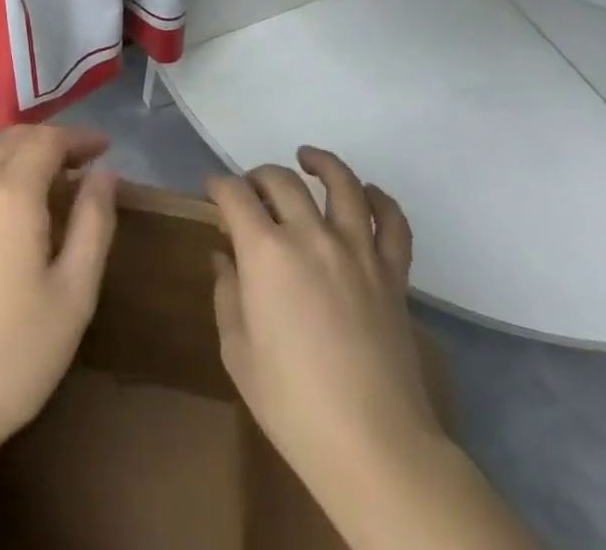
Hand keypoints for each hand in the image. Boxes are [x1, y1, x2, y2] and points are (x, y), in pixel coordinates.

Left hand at [0, 125, 117, 467]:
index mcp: (9, 194)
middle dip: (49, 142)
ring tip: (46, 188)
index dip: (79, 137)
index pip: (47, 139)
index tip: (104, 147)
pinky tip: (0, 218)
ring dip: (17, 160)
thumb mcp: (72, 296)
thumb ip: (93, 224)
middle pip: (12, 141)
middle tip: (79, 163)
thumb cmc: (11, 357)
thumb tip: (103, 175)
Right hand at [207, 148, 442, 499]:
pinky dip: (381, 200)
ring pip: (342, 184)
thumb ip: (227, 294)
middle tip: (250, 190)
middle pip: (281, 181)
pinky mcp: (392, 274)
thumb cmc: (293, 403)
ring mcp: (357, 251)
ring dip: (321, 164)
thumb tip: (225, 257)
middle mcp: (311, 236)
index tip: (212, 192)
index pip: (235, 195)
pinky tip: (367, 194)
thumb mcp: (238, 351)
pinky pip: (393, 224)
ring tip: (307, 159)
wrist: (374, 446)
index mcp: (266, 252)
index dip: (218, 186)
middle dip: (258, 176)